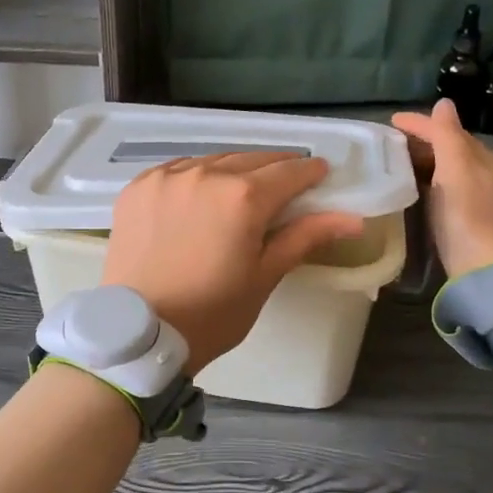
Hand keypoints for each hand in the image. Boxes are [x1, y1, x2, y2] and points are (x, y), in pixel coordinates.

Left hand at [102, 152, 364, 369]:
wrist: (138, 333)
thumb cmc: (211, 313)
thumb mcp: (264, 276)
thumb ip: (305, 237)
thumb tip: (353, 219)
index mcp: (243, 197)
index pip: (290, 171)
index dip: (310, 173)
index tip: (320, 177)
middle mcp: (205, 174)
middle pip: (252, 159)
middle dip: (276, 170)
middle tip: (287, 186)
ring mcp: (167, 177)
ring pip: (214, 160)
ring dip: (235, 170)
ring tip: (242, 191)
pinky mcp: (139, 186)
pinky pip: (179, 169)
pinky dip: (197, 176)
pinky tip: (201, 195)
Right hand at [391, 99, 492, 277]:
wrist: (485, 265)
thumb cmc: (468, 212)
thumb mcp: (456, 165)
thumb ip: (447, 134)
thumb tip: (443, 103)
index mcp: (480, 156)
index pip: (447, 130)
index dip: (419, 123)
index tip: (390, 121)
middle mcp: (480, 173)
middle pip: (447, 147)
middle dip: (420, 141)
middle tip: (386, 142)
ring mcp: (472, 197)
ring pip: (443, 168)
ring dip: (420, 161)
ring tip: (391, 161)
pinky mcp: (462, 219)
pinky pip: (439, 188)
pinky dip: (423, 181)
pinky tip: (408, 188)